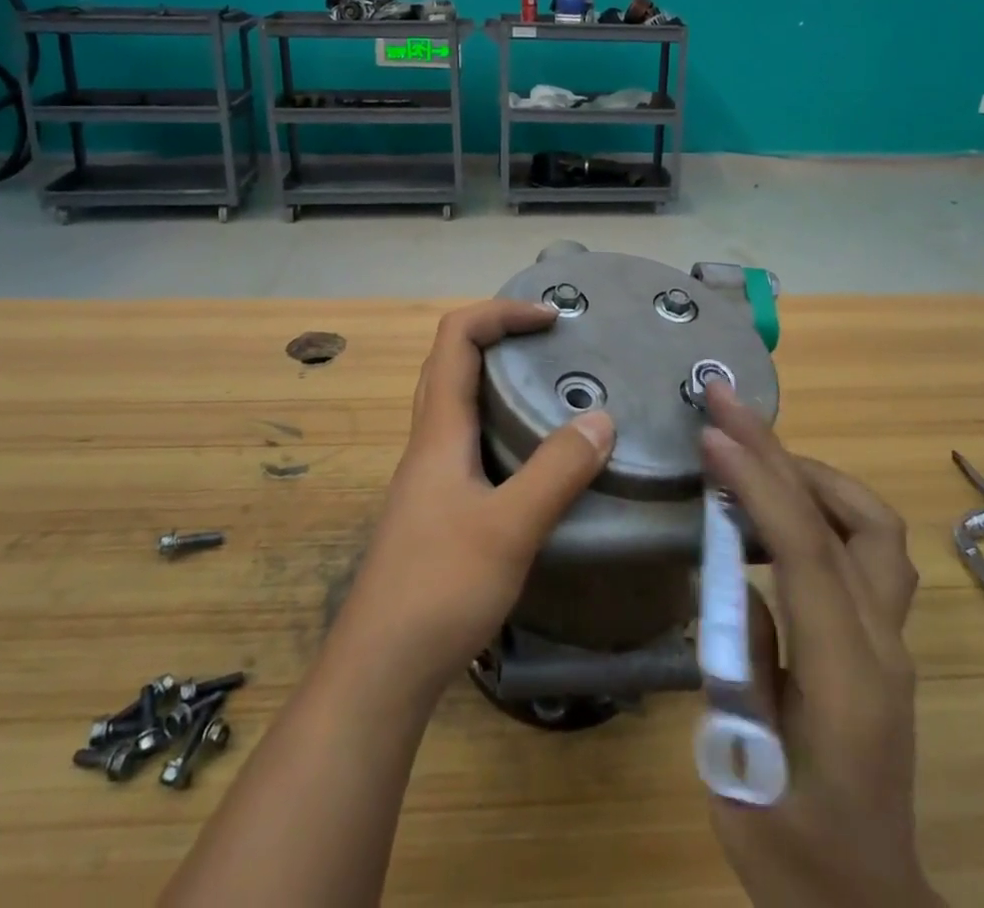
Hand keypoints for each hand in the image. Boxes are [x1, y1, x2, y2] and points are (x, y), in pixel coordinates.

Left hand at [332, 299, 616, 693]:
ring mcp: (428, 477)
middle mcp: (428, 442)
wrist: (380, 670)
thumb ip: (557, 471)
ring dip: (497, 379)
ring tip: (547, 389)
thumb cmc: (439, 589)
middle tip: (550, 342)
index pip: (455, 338)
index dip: (500, 313)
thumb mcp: (509, 528)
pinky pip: (466, 441)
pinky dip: (499, 424)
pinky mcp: (436, 509)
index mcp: (439, 430)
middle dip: (498, 336)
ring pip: (457, 403)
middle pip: (450, 362)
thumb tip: (602, 417)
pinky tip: (531, 457)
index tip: (551, 317)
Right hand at [700, 383, 941, 907]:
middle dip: (783, 451)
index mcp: (848, 679)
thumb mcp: (742, 769)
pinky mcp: (882, 641)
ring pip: (873, 523)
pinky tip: (773, 508)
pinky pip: (864, 547)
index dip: (758, 483)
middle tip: (727, 406)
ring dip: (811, 472)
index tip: (711, 436)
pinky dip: (820, 504)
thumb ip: (741, 662)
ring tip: (749, 450)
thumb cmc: (793, 855)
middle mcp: (883, 645)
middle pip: (850, 518)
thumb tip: (733, 576)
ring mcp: (891, 640)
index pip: (807, 551)